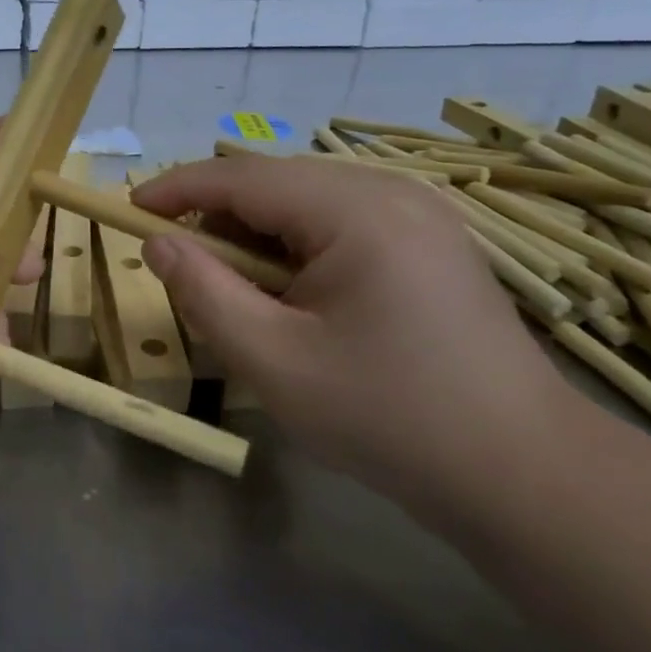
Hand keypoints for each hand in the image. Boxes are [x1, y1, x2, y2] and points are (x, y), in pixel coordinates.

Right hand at [132, 154, 580, 502]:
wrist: (522, 472)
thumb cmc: (386, 416)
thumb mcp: (272, 360)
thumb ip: (204, 292)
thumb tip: (159, 243)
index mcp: (356, 211)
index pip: (243, 178)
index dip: (178, 188)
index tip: (128, 210)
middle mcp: (392, 193)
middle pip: (276, 184)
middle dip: (218, 217)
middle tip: (181, 266)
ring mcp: (420, 215)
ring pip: (307, 203)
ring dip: (257, 235)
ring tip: (236, 290)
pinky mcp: (431, 243)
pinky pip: (341, 223)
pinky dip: (297, 248)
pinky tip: (292, 295)